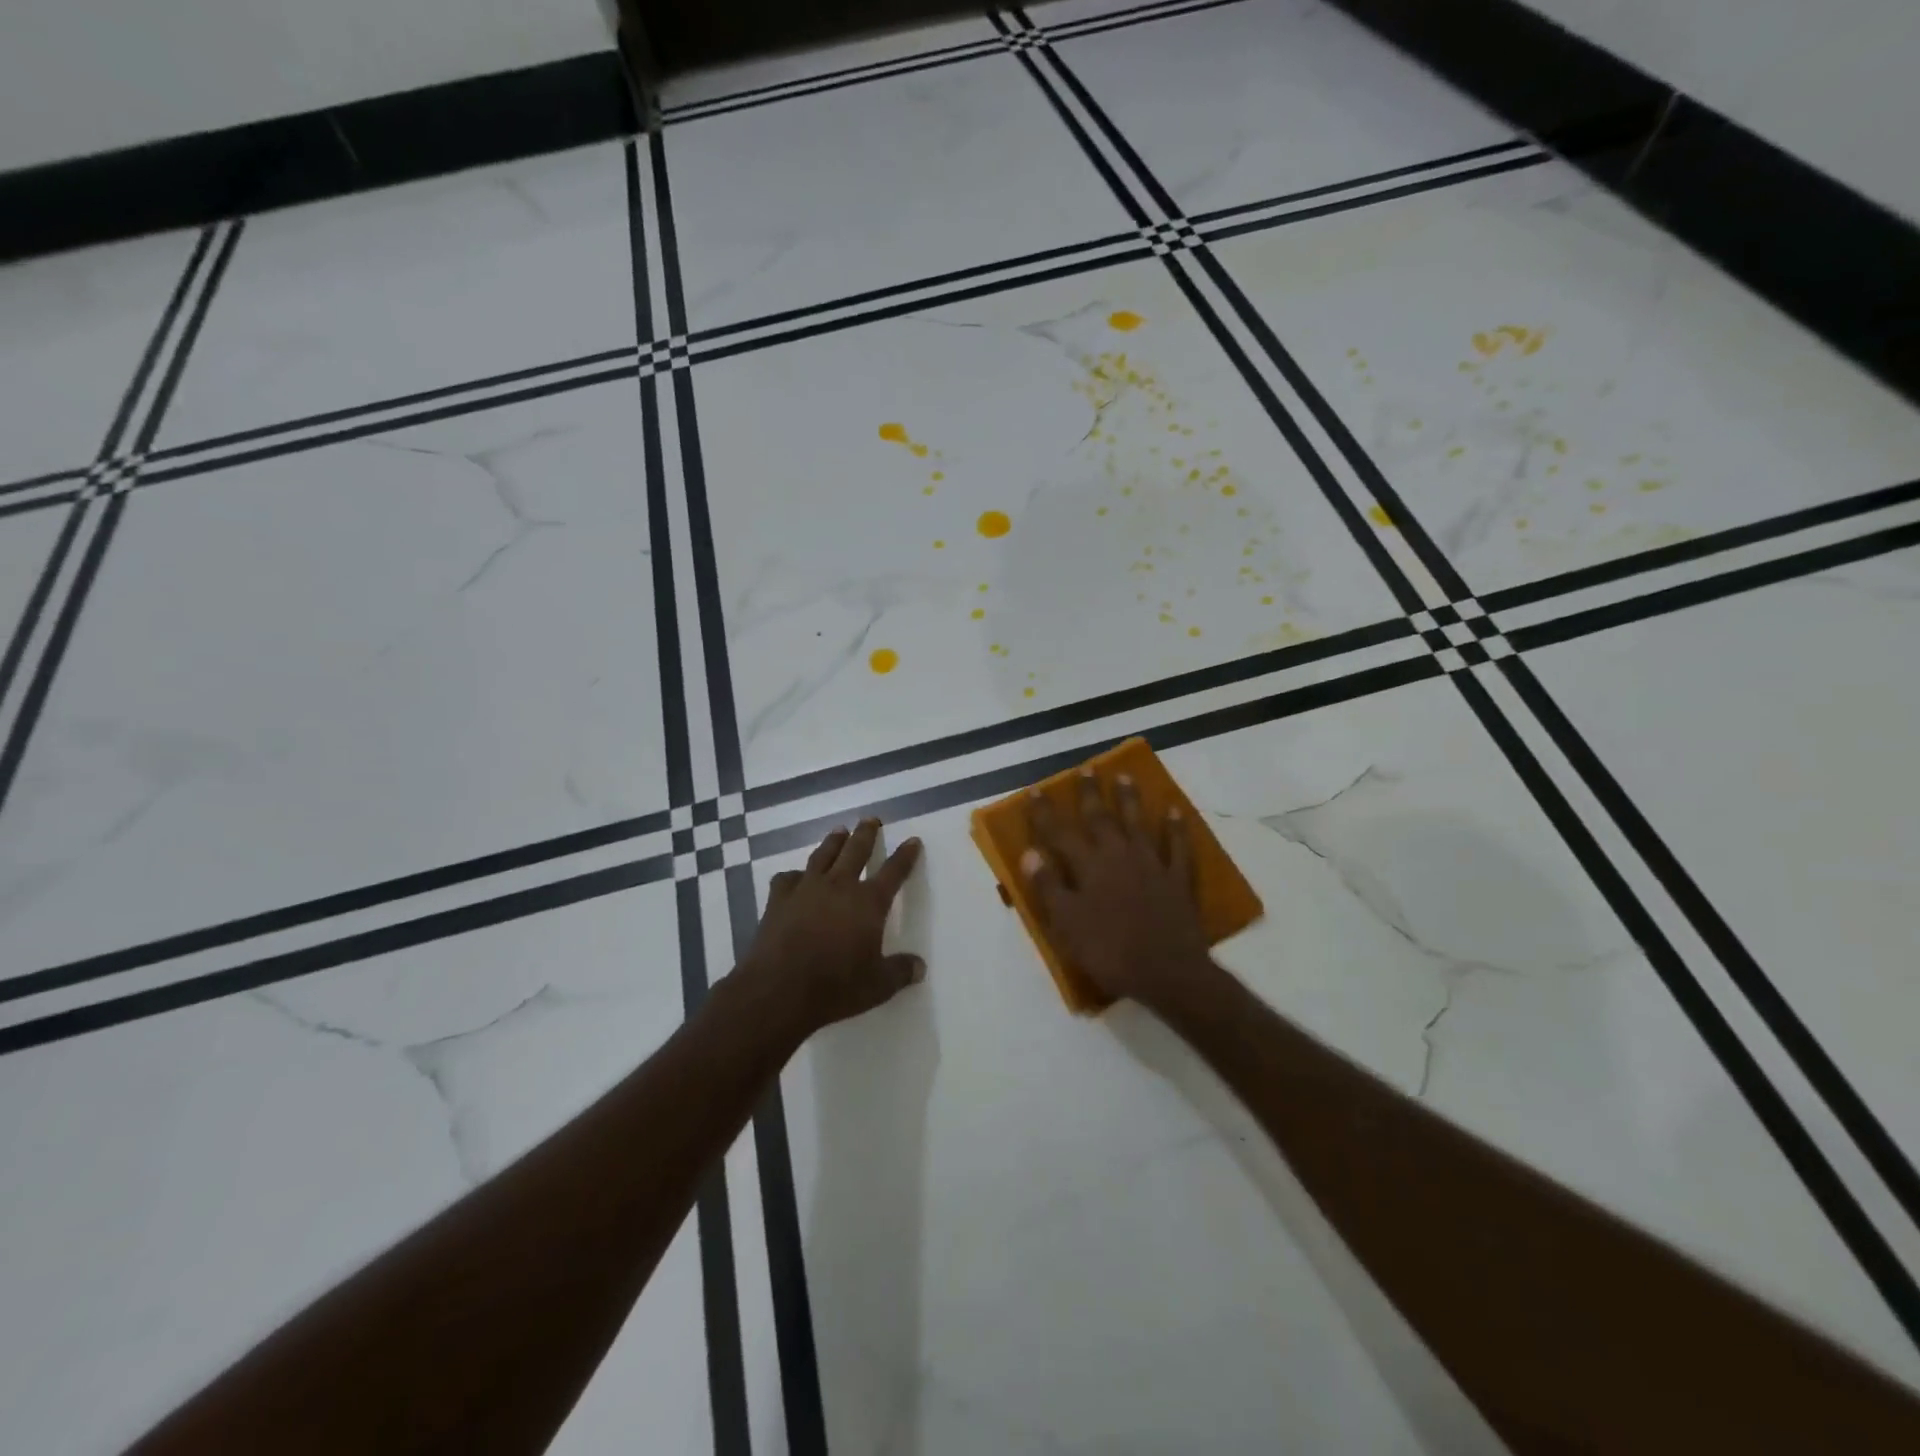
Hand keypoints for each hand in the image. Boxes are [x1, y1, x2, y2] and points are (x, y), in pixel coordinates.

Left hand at [734, 818, 924, 1040]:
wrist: (779, 990)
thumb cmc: (836, 987)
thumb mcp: (878, 986)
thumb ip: (900, 971)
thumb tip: (920, 967)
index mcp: (868, 903)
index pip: (893, 871)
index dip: (905, 856)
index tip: (912, 840)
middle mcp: (839, 886)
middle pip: (856, 850)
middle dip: (866, 834)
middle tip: (871, 819)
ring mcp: (806, 889)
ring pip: (823, 855)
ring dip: (833, 842)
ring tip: (839, 831)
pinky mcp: (779, 900)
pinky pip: (787, 878)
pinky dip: (794, 875)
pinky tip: (796, 877)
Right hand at [1023, 769, 1216, 1011]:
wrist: (1167, 972)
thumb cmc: (1109, 951)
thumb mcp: (1066, 924)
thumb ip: (1048, 886)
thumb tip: (1029, 852)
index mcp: (1088, 867)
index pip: (1060, 833)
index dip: (1045, 812)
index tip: (1036, 790)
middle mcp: (1118, 856)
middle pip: (1101, 818)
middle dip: (1090, 793)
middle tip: (1086, 769)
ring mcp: (1152, 865)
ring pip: (1138, 823)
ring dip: (1130, 800)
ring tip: (1124, 777)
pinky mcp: (1178, 879)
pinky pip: (1179, 847)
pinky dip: (1177, 828)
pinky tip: (1175, 812)